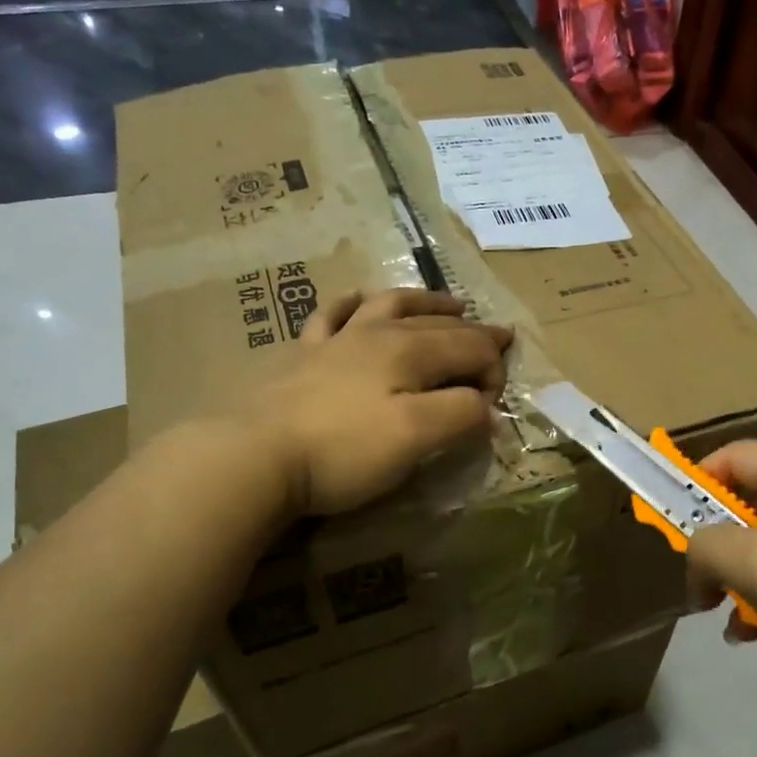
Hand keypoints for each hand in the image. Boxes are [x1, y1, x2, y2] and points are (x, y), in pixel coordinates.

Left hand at [244, 288, 512, 516]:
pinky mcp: (303, 355)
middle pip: (437, 324)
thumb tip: (487, 406)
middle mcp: (377, 333)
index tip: (496, 407)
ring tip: (448, 304)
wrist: (256, 455)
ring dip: (425, 302)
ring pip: (390, 306)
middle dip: (474, 331)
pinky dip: (352, 304)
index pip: (470, 348)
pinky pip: (331, 316)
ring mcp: (336, 340)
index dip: (494, 370)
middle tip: (500, 338)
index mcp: (410, 351)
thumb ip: (461, 415)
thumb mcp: (416, 437)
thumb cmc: (344, 450)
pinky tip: (357, 301)